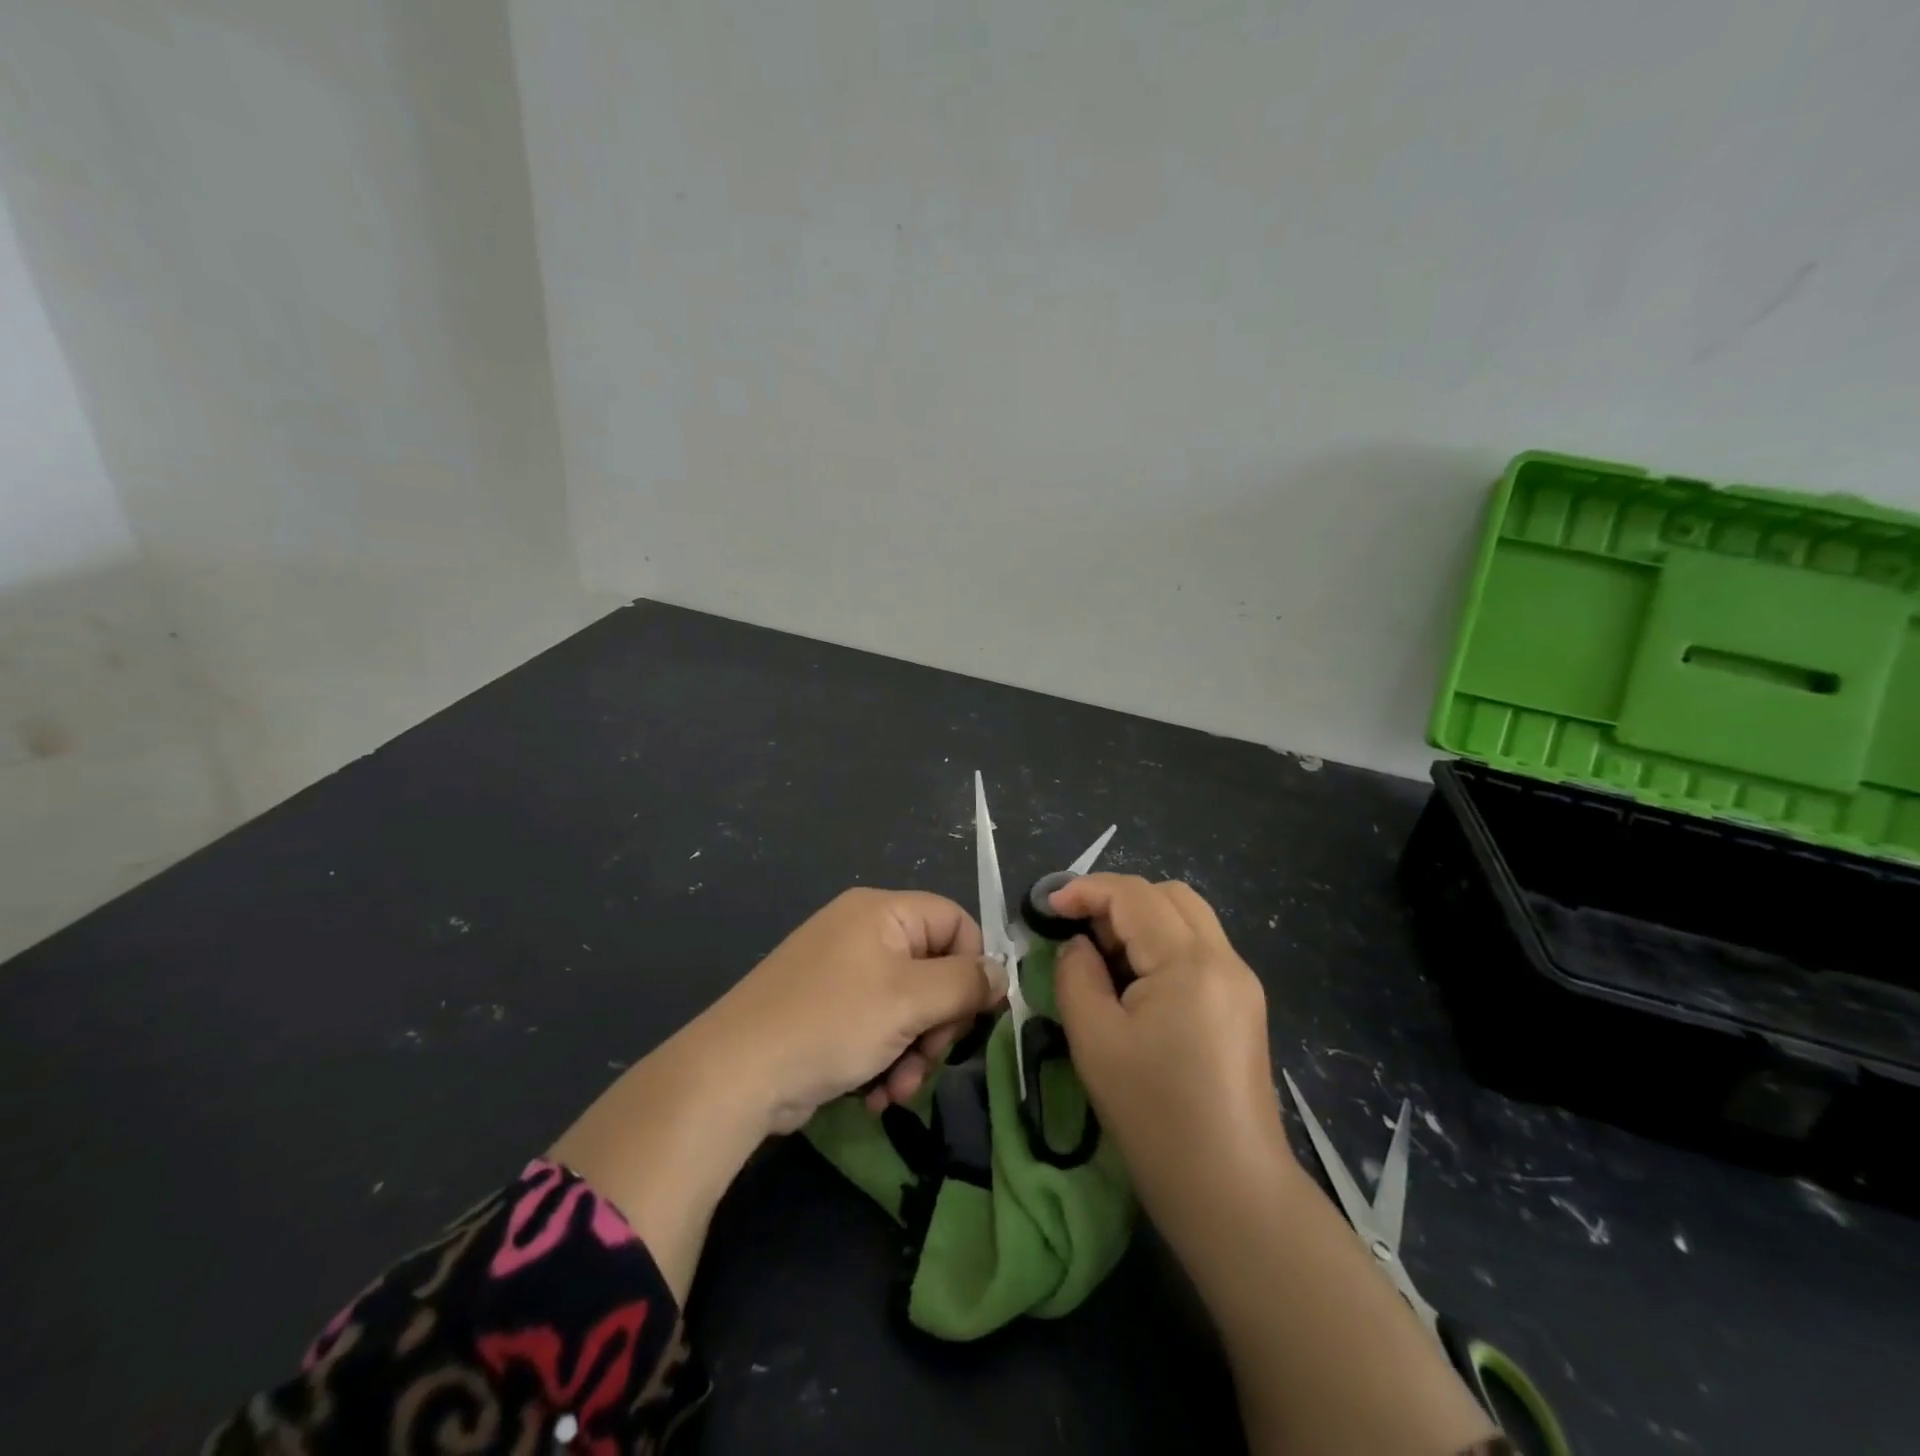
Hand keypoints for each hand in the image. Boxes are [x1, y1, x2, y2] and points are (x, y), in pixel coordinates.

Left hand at [550, 886, 1004, 1300]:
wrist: (735, 1074)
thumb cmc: (831, 1022)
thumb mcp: (910, 1000)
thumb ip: (965, 983)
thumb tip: (1001, 974)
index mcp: (883, 912)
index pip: (956, 923)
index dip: (972, 969)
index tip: (974, 1017)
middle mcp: (864, 932)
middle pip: (934, 969)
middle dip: (938, 1024)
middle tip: (927, 1060)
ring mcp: (842, 971)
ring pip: (909, 1006)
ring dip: (914, 1051)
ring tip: (897, 1089)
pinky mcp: (827, 1009)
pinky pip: (878, 1025)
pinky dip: (885, 1058)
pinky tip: (874, 1095)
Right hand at [1050, 874, 1291, 1234]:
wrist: (1231, 1191)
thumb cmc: (1154, 1116)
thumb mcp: (1095, 1040)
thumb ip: (1076, 975)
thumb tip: (1078, 946)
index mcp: (1189, 961)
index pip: (1133, 895)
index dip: (1085, 890)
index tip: (1047, 908)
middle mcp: (1224, 958)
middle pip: (1168, 894)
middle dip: (1117, 900)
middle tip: (1079, 933)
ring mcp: (1241, 981)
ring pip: (1187, 918)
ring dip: (1141, 920)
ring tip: (1104, 958)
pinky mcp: (1244, 1004)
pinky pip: (1199, 948)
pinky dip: (1162, 945)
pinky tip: (1137, 984)